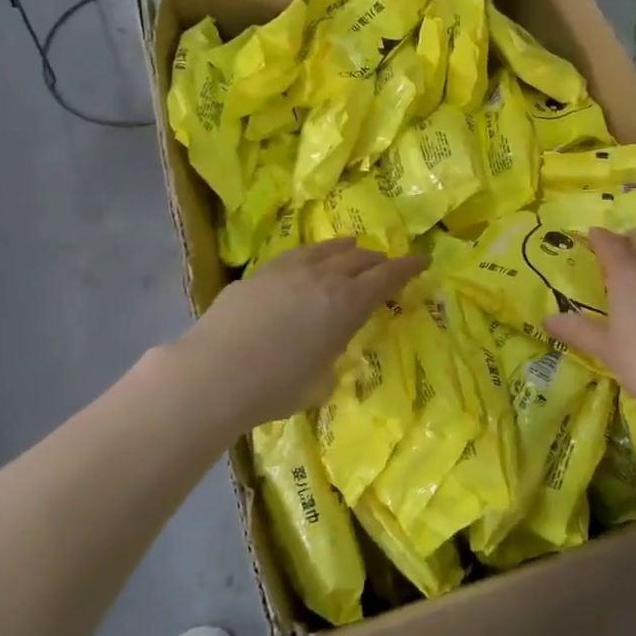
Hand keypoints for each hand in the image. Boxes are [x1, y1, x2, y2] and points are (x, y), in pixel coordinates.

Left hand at [168, 240, 426, 432]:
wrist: (213, 374)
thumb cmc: (274, 388)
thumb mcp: (317, 384)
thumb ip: (329, 363)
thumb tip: (326, 356)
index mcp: (347, 306)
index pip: (387, 278)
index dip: (408, 267)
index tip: (423, 260)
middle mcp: (323, 279)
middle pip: (360, 259)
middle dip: (378, 261)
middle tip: (386, 266)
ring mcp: (289, 271)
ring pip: (327, 250)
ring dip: (346, 250)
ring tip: (353, 247)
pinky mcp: (259, 274)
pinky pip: (297, 255)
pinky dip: (314, 254)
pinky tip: (309, 258)